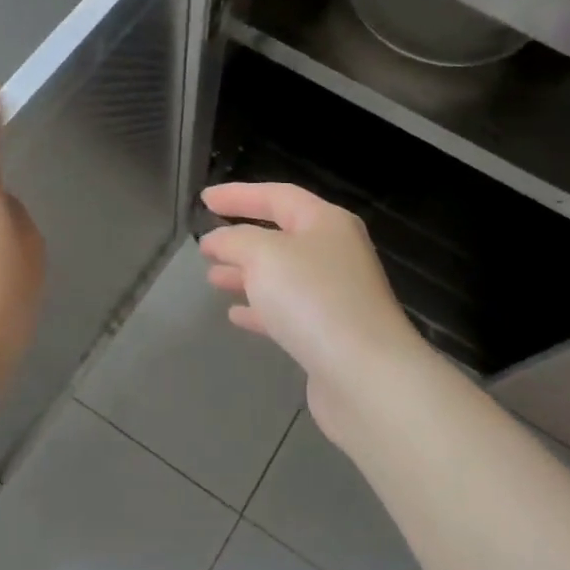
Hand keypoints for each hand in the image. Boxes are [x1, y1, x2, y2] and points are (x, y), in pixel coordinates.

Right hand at [199, 182, 427, 447]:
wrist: (365, 375)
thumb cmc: (313, 298)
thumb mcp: (264, 255)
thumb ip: (235, 240)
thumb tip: (218, 240)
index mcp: (326, 223)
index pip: (278, 196)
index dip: (239, 195)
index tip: (204, 199)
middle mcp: (335, 253)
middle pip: (281, 236)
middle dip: (241, 238)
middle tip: (205, 244)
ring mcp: (335, 295)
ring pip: (281, 275)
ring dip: (246, 274)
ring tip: (212, 278)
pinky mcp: (329, 334)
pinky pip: (287, 311)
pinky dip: (260, 309)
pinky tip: (235, 315)